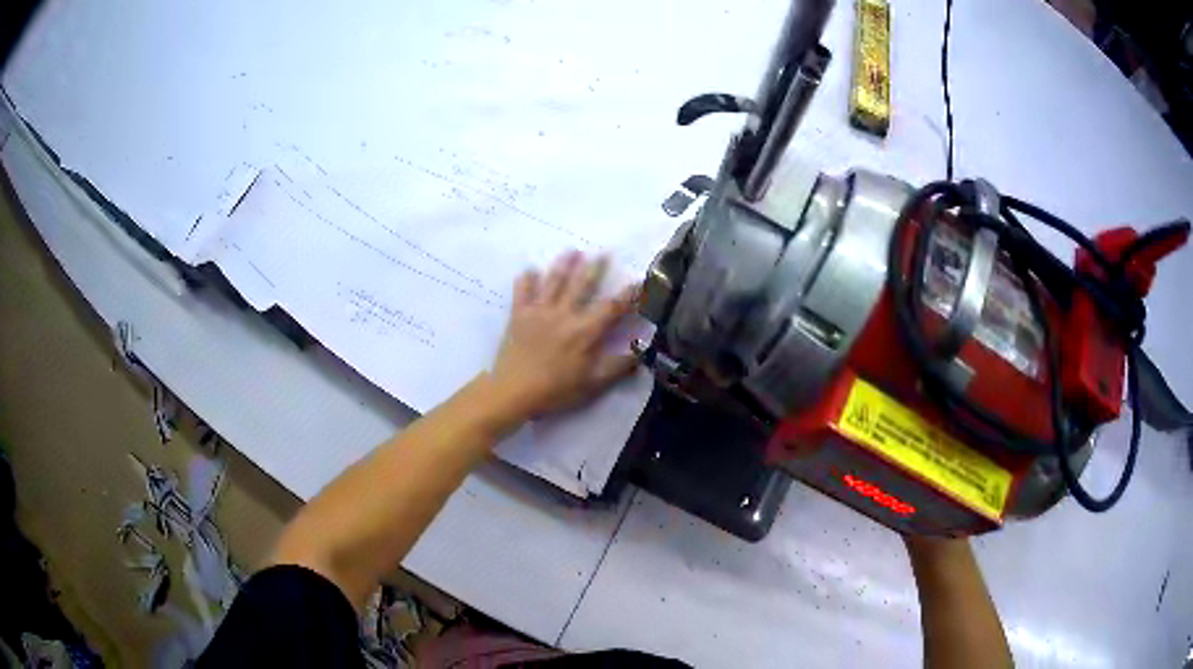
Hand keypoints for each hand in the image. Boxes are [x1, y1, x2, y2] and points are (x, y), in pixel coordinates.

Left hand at [490, 250, 640, 417]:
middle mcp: (564, 314)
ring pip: (554, 281)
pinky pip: (522, 290)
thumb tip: (640, 350)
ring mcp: (539, 311)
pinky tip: (529, 270)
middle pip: (582, 284)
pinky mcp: (518, 314)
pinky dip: (526, 279)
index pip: (612, 307)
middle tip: (603, 253)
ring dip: (564, 265)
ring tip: (571, 251)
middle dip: (595, 268)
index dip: (628, 294)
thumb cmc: (556, 391)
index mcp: (585, 331)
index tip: (639, 281)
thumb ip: (618, 366)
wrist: (513, 391)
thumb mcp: (593, 384)